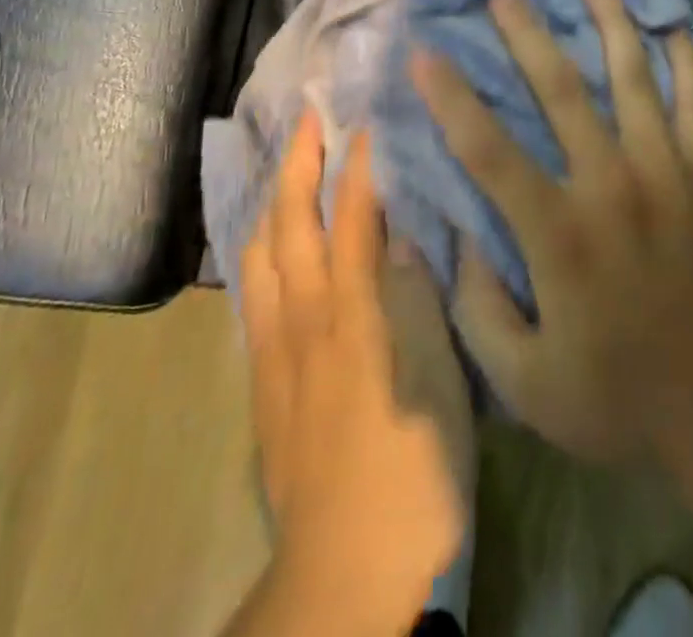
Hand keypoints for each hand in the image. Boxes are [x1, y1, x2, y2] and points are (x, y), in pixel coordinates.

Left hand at [240, 114, 471, 630]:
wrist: (345, 575)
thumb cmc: (413, 475)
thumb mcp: (439, 385)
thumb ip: (418, 301)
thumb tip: (404, 236)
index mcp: (355, 318)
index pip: (354, 220)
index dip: (359, 166)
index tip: (365, 121)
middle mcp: (306, 322)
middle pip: (291, 225)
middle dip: (298, 164)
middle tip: (309, 118)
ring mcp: (277, 353)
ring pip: (260, 256)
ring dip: (271, 201)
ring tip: (285, 168)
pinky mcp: (264, 385)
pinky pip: (253, 297)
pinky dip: (260, 252)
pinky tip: (270, 246)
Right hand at [412, 0, 692, 467]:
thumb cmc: (621, 398)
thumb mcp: (526, 382)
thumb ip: (478, 308)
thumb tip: (455, 236)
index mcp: (561, 234)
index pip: (489, 150)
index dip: (451, 97)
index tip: (424, 52)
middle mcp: (614, 185)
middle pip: (560, 89)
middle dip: (525, 33)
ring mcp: (670, 172)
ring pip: (633, 75)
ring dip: (607, 20)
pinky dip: (684, 57)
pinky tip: (670, 20)